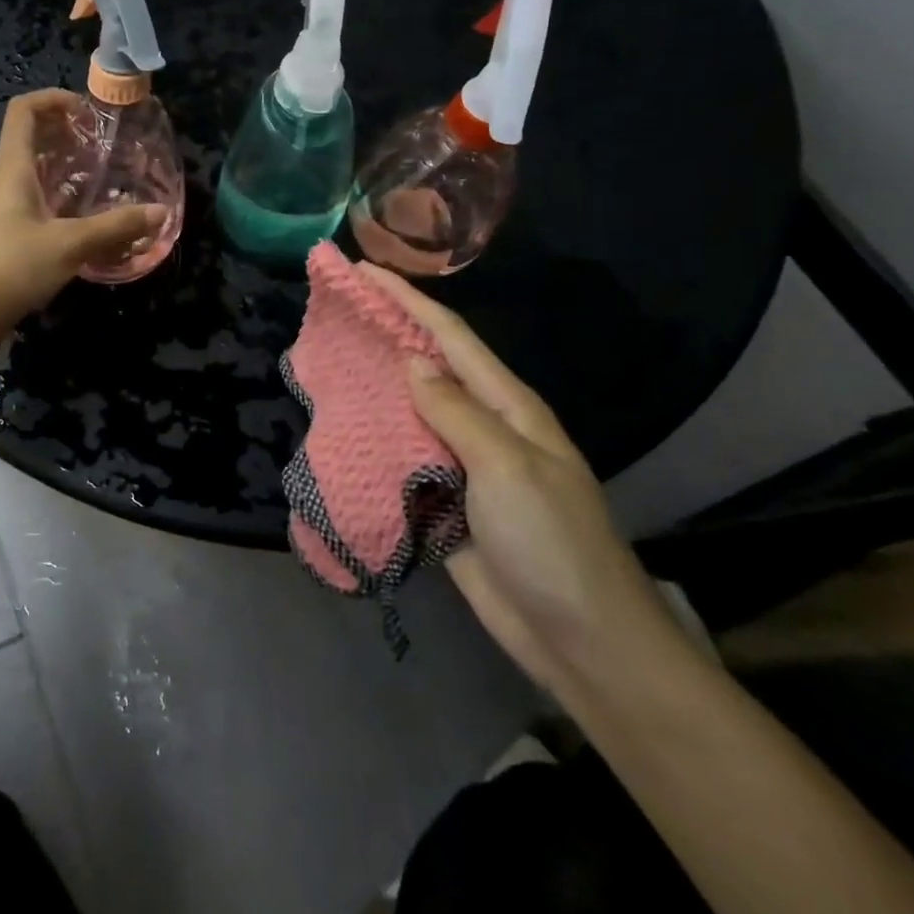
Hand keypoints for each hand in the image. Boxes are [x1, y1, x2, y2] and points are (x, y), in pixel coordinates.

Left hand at [0, 90, 166, 328]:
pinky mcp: (5, 228)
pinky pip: (34, 195)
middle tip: (100, 141)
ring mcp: (2, 204)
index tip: (86, 110)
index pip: (24, 110)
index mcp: (14, 167)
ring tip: (98, 171)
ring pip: (34, 168)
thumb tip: (161, 211)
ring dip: (63, 163)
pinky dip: (58, 192)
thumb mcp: (70, 244)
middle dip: (65, 131)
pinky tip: (82, 210)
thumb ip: (116, 226)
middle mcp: (5, 178)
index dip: (53, 99)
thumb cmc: (13, 266)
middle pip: (31, 136)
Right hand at [359, 264, 699, 700]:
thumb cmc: (553, 544)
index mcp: (508, 407)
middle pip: (428, 367)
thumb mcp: (507, 468)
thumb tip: (412, 362)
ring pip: (411, 411)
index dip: (407, 299)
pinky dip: (375, 438)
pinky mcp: (444, 502)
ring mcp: (463, 465)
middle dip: (387, 333)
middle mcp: (484, 426)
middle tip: (338, 308)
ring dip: (375, 384)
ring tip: (330, 358)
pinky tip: (345, 425)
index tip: (363, 271)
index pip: (450, 337)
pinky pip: (404, 458)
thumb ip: (456, 412)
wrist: (582, 643)